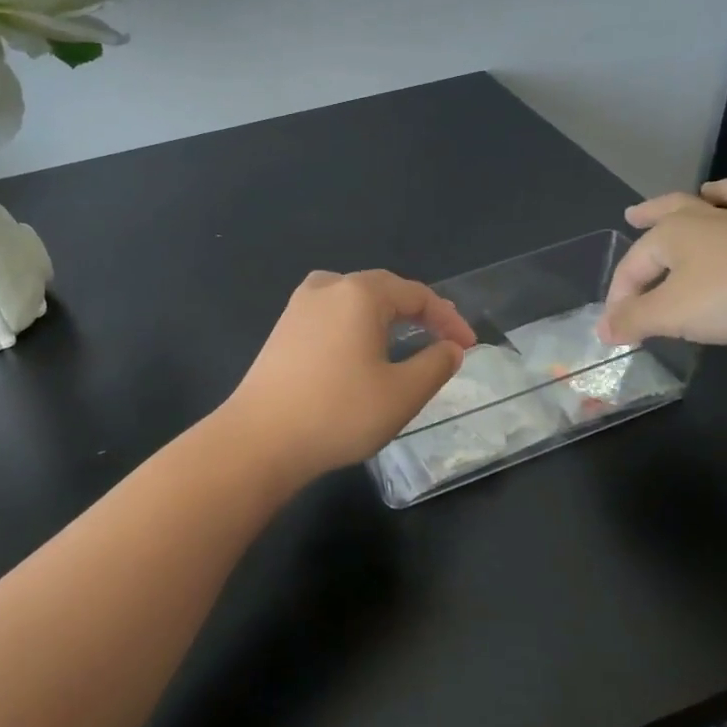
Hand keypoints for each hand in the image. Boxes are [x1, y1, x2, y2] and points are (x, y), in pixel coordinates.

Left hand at [222, 270, 477, 481]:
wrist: (260, 439)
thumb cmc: (338, 412)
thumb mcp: (402, 394)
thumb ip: (435, 365)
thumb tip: (450, 349)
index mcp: (360, 294)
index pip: (416, 294)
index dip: (447, 318)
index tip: (467, 346)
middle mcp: (327, 288)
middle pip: (384, 289)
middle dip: (417, 311)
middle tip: (443, 336)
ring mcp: (299, 306)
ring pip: (353, 299)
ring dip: (385, 314)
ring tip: (405, 335)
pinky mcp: (282, 329)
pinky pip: (331, 314)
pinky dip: (356, 324)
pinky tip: (360, 348)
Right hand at [599, 178, 726, 346]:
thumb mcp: (670, 314)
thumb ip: (634, 320)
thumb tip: (604, 329)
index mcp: (676, 232)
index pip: (633, 264)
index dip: (619, 295)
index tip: (616, 327)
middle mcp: (715, 220)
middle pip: (676, 206)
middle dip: (652, 211)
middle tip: (635, 213)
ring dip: (723, 195)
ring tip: (714, 195)